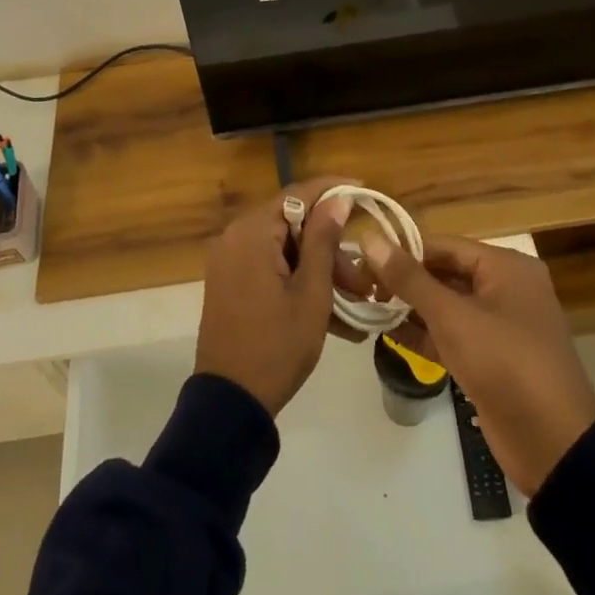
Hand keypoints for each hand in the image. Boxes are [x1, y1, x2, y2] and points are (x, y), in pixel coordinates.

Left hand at [194, 179, 353, 415]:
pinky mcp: (230, 283)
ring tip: (355, 300)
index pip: (298, 194)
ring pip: (285, 249)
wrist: (230, 404)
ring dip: (319, 269)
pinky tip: (332, 311)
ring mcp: (230, 261)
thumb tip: (338, 199)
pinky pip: (271, 268)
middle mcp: (235, 237)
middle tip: (363, 277)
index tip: (364, 190)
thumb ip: (324, 240)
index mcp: (251, 232)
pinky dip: (298, 281)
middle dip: (331, 247)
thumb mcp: (311, 293)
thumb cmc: (277, 346)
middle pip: (293, 224)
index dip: (333, 190)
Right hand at [359, 233, 594, 495]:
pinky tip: (389, 335)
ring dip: (411, 308)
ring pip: (447, 306)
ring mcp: (500, 326)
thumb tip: (369, 239)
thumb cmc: (505, 363)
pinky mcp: (492, 359)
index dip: (403, 250)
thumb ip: (409, 278)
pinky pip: (453, 335)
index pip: (444, 245)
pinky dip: (425, 334)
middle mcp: (505, 288)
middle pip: (445, 273)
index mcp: (506, 266)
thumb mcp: (453, 317)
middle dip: (405, 281)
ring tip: (367, 308)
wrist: (553, 445)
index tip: (363, 258)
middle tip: (361, 286)